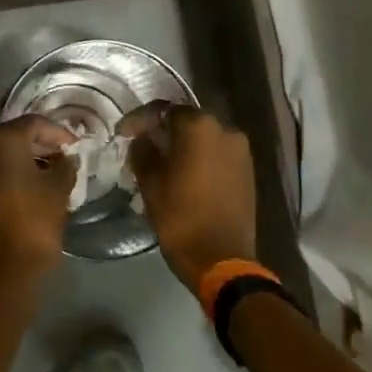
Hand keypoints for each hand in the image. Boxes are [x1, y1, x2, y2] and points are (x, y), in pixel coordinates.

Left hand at [0, 116, 75, 292]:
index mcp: (2, 141)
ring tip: (53, 172)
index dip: (58, 132)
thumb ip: (65, 165)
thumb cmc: (34, 222)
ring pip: (2, 155)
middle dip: (41, 143)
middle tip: (65, 156)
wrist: (4, 271)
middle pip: (15, 136)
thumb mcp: (59, 189)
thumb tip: (65, 158)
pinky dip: (13, 173)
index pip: (34, 123)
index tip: (76, 145)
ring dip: (27, 159)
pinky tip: (34, 186)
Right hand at [125, 106, 257, 291]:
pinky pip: (217, 155)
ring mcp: (241, 151)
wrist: (223, 261)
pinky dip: (199, 158)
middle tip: (141, 146)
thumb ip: (143, 150)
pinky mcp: (248, 172)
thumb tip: (143, 139)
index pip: (163, 110)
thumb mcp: (150, 182)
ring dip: (182, 146)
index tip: (123, 133)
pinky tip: (184, 174)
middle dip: (163, 131)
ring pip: (203, 139)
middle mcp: (226, 130)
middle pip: (186, 122)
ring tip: (161, 162)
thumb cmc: (181, 217)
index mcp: (200, 126)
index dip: (140, 119)